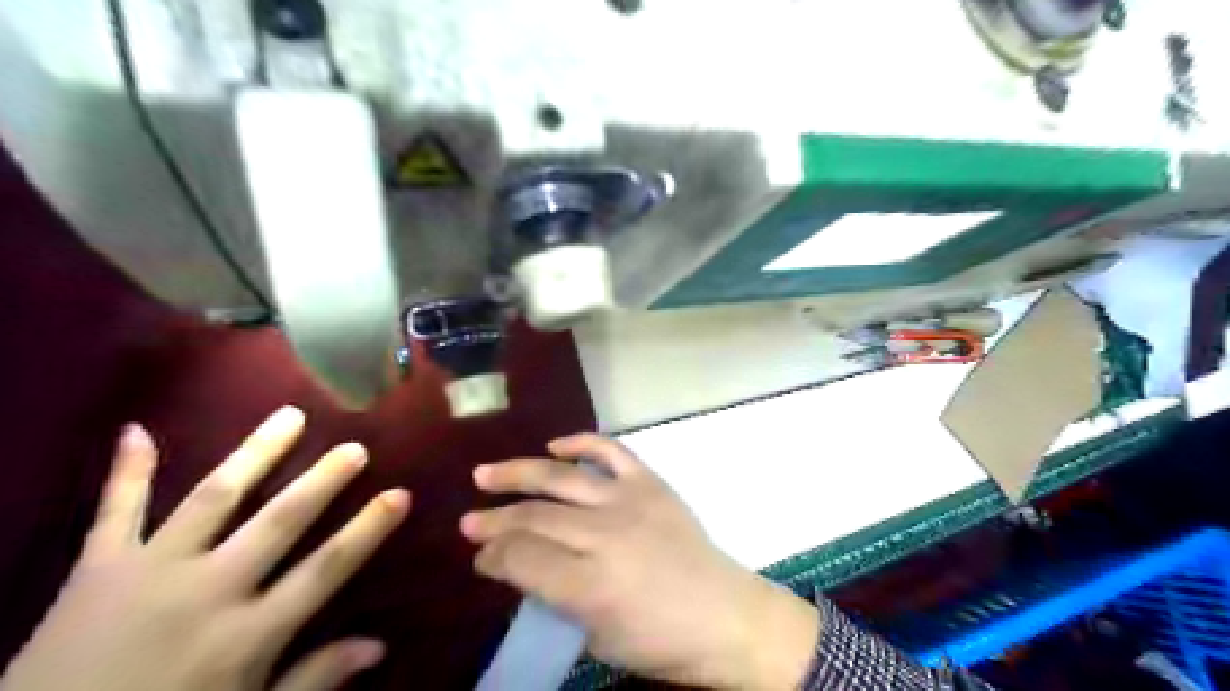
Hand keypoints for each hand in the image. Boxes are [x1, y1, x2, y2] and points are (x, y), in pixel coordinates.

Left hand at [0, 404, 412, 690]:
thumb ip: (312, 680)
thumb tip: (378, 647)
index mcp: (246, 633)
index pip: (325, 569)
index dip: (367, 530)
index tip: (400, 494)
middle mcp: (206, 590)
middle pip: (278, 522)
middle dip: (322, 481)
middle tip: (354, 446)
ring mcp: (149, 573)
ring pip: (213, 499)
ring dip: (255, 454)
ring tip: (289, 415)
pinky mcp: (96, 571)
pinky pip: (113, 514)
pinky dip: (126, 472)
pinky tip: (136, 430)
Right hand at [459, 435, 815, 688]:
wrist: (723, 614)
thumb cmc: (660, 640)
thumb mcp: (597, 636)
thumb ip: (555, 596)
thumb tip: (518, 564)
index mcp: (591, 585)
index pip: (522, 559)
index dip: (492, 556)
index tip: (479, 557)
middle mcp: (605, 534)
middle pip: (534, 518)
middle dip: (493, 521)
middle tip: (468, 523)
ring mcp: (629, 500)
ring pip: (560, 478)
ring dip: (517, 474)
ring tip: (484, 475)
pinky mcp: (650, 482)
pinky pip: (610, 451)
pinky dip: (580, 443)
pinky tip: (553, 445)